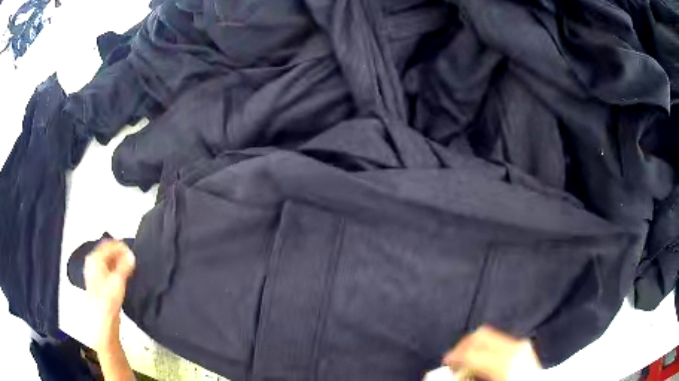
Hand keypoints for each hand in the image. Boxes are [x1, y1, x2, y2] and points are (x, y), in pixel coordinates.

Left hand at [84, 240, 135, 347]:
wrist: (102, 318)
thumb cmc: (106, 300)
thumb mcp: (118, 280)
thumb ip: (125, 266)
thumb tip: (131, 256)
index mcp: (94, 258)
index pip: (108, 244)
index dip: (121, 246)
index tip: (131, 250)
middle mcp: (92, 264)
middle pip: (107, 252)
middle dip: (120, 254)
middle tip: (131, 258)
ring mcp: (95, 274)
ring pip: (108, 262)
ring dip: (118, 263)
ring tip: (129, 267)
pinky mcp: (99, 284)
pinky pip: (108, 271)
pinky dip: (116, 271)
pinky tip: (123, 277)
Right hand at [443, 326, 540, 380]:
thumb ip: (469, 377)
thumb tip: (453, 372)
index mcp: (504, 359)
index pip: (471, 351)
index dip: (454, 356)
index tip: (445, 364)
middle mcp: (513, 346)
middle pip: (481, 335)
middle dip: (463, 345)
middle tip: (453, 360)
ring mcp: (520, 343)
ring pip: (491, 335)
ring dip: (475, 345)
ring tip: (468, 360)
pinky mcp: (523, 345)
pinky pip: (500, 340)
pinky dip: (487, 347)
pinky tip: (484, 359)